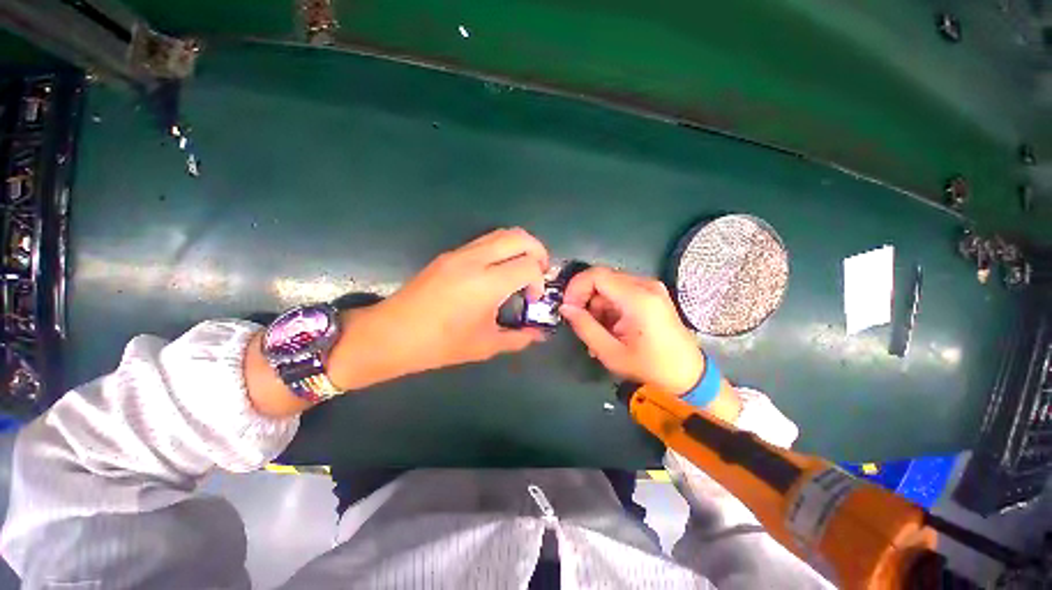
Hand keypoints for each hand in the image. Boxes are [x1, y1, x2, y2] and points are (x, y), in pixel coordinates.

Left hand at [328, 228, 549, 390]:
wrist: (390, 334)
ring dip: (520, 246)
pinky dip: (502, 249)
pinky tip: (498, 272)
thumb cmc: (439, 345)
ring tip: (522, 269)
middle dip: (537, 250)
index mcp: (486, 284)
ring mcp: (460, 253)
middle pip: (519, 237)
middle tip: (540, 272)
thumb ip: (518, 338)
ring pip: (501, 233)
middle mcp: (475, 260)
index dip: (539, 280)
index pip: (528, 265)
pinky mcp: (449, 254)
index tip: (532, 299)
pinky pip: (485, 241)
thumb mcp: (485, 345)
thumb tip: (539, 335)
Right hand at [560, 267, 703, 394]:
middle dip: (586, 299)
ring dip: (597, 305)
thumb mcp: (611, 353)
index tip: (568, 308)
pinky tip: (611, 328)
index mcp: (638, 298)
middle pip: (602, 279)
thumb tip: (565, 307)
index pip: (596, 275)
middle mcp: (646, 285)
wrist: (689, 376)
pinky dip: (610, 307)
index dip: (576, 288)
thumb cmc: (650, 368)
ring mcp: (651, 288)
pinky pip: (621, 292)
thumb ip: (584, 327)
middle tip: (582, 324)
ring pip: (610, 286)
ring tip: (599, 332)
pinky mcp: (652, 294)